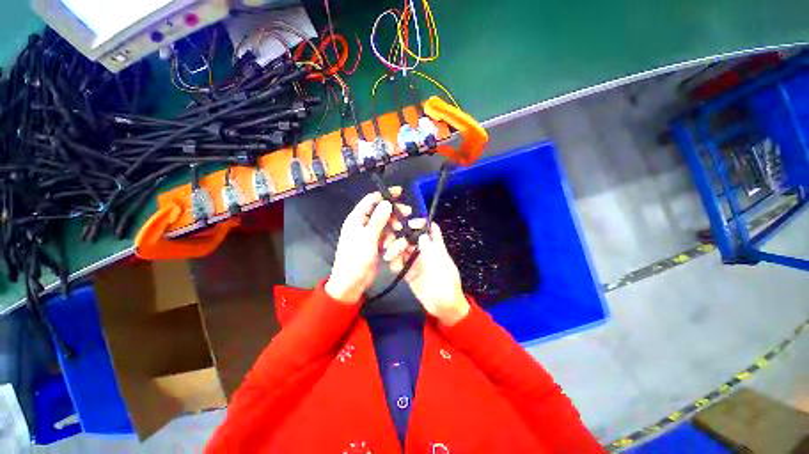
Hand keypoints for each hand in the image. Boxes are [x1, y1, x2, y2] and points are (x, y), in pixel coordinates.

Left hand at [325, 188, 410, 302]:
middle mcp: (362, 223)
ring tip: (399, 230)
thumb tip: (387, 202)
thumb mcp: (368, 237)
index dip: (385, 194)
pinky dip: (390, 237)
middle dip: (393, 211)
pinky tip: (392, 243)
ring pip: (385, 223)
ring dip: (392, 226)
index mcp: (357, 218)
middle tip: (407, 212)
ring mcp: (369, 234)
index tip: (400, 192)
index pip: (371, 200)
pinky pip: (385, 235)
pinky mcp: (374, 243)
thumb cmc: (356, 258)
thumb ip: (378, 219)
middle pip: (380, 211)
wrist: (351, 282)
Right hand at [383, 220, 469, 325]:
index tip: (409, 224)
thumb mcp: (440, 265)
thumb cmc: (446, 284)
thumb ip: (430, 250)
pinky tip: (394, 267)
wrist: (443, 307)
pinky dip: (395, 264)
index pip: (430, 230)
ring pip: (403, 250)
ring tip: (389, 256)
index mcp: (436, 248)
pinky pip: (399, 264)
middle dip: (401, 239)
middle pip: (411, 238)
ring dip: (395, 251)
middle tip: (391, 243)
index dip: (421, 223)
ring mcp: (416, 262)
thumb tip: (422, 234)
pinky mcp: (409, 273)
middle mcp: (424, 252)